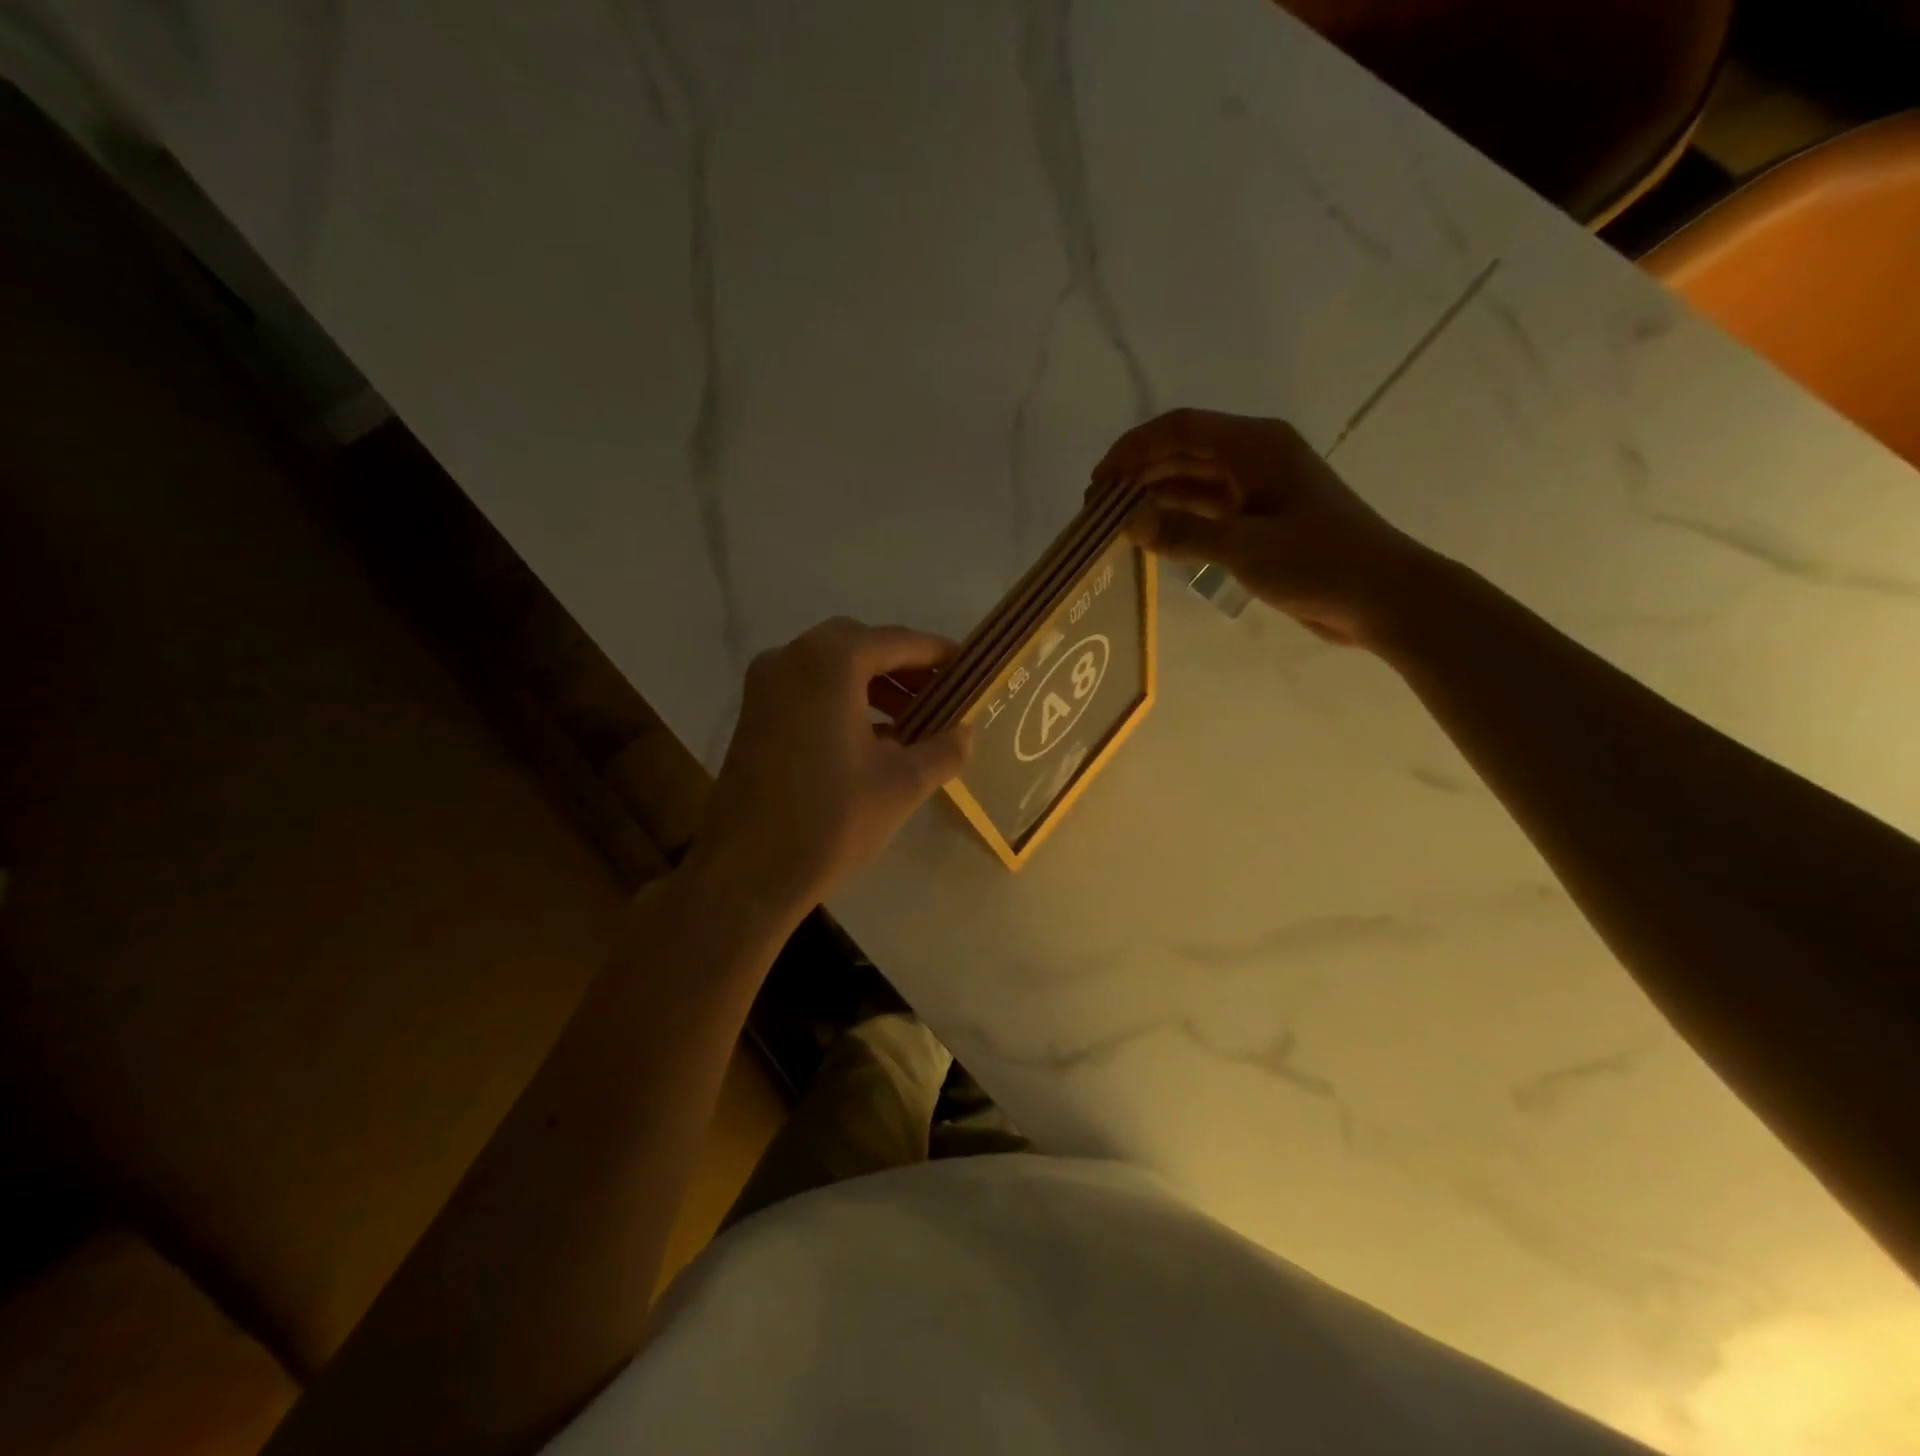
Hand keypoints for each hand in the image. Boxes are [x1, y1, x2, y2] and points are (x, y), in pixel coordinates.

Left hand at [684, 618, 973, 925]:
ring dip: (875, 686)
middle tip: (942, 696)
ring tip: (914, 721)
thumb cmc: (831, 819)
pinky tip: (874, 739)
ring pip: (833, 669)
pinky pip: (810, 690)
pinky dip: (845, 701)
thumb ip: (943, 748)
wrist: (746, 873)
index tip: (970, 670)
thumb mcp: (902, 783)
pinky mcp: (754, 714)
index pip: (898, 642)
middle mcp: (792, 657)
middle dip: (905, 669)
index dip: (938, 655)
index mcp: (830, 661)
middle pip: (862, 648)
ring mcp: (766, 685)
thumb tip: (967, 731)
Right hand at [1091, 408, 1440, 648]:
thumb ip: (1182, 533)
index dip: (1134, 448)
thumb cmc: (1320, 562)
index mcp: (1256, 445)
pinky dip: (1177, 520)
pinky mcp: (1259, 521)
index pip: (1181, 428)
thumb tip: (1126, 522)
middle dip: (1137, 474)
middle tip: (1097, 509)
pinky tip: (1149, 538)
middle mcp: (1254, 458)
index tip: (1098, 480)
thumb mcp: (1245, 548)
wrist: (1381, 597)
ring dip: (1153, 498)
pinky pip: (1206, 511)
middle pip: (1182, 453)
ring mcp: (1257, 490)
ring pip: (1192, 483)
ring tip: (1113, 524)